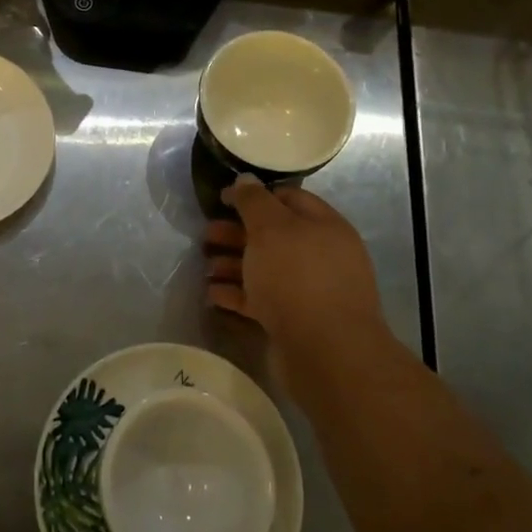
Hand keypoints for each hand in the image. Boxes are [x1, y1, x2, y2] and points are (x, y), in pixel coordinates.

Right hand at [204, 178, 391, 401]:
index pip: (288, 199)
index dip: (254, 196)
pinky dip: (237, 295)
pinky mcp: (295, 320)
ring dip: (233, 265)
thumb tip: (244, 179)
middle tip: (205, 236)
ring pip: (264, 269)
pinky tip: (212, 295)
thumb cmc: (297, 278)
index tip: (221, 200)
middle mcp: (320, 255)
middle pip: (273, 236)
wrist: (326, 352)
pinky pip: (261, 300)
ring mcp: (309, 290)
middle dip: (236, 234)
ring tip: (205, 268)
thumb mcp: (271, 229)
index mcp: (324, 226)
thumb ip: (254, 202)